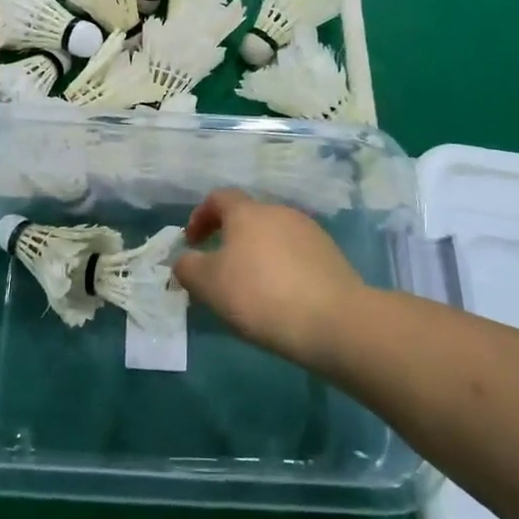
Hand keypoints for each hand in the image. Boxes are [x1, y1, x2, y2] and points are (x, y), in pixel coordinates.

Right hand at [173, 191, 367, 366]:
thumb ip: (188, 267)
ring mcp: (309, 231)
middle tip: (219, 270)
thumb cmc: (260, 295)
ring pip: (273, 236)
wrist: (333, 320)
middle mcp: (279, 211)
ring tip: (250, 289)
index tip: (192, 243)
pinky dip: (281, 268)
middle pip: (248, 217)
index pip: (218, 198)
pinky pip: (295, 255)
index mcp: (247, 212)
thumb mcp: (209, 284)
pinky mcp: (331, 255)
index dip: (200, 216)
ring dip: (257, 254)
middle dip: (229, 238)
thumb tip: (185, 261)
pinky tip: (280, 298)